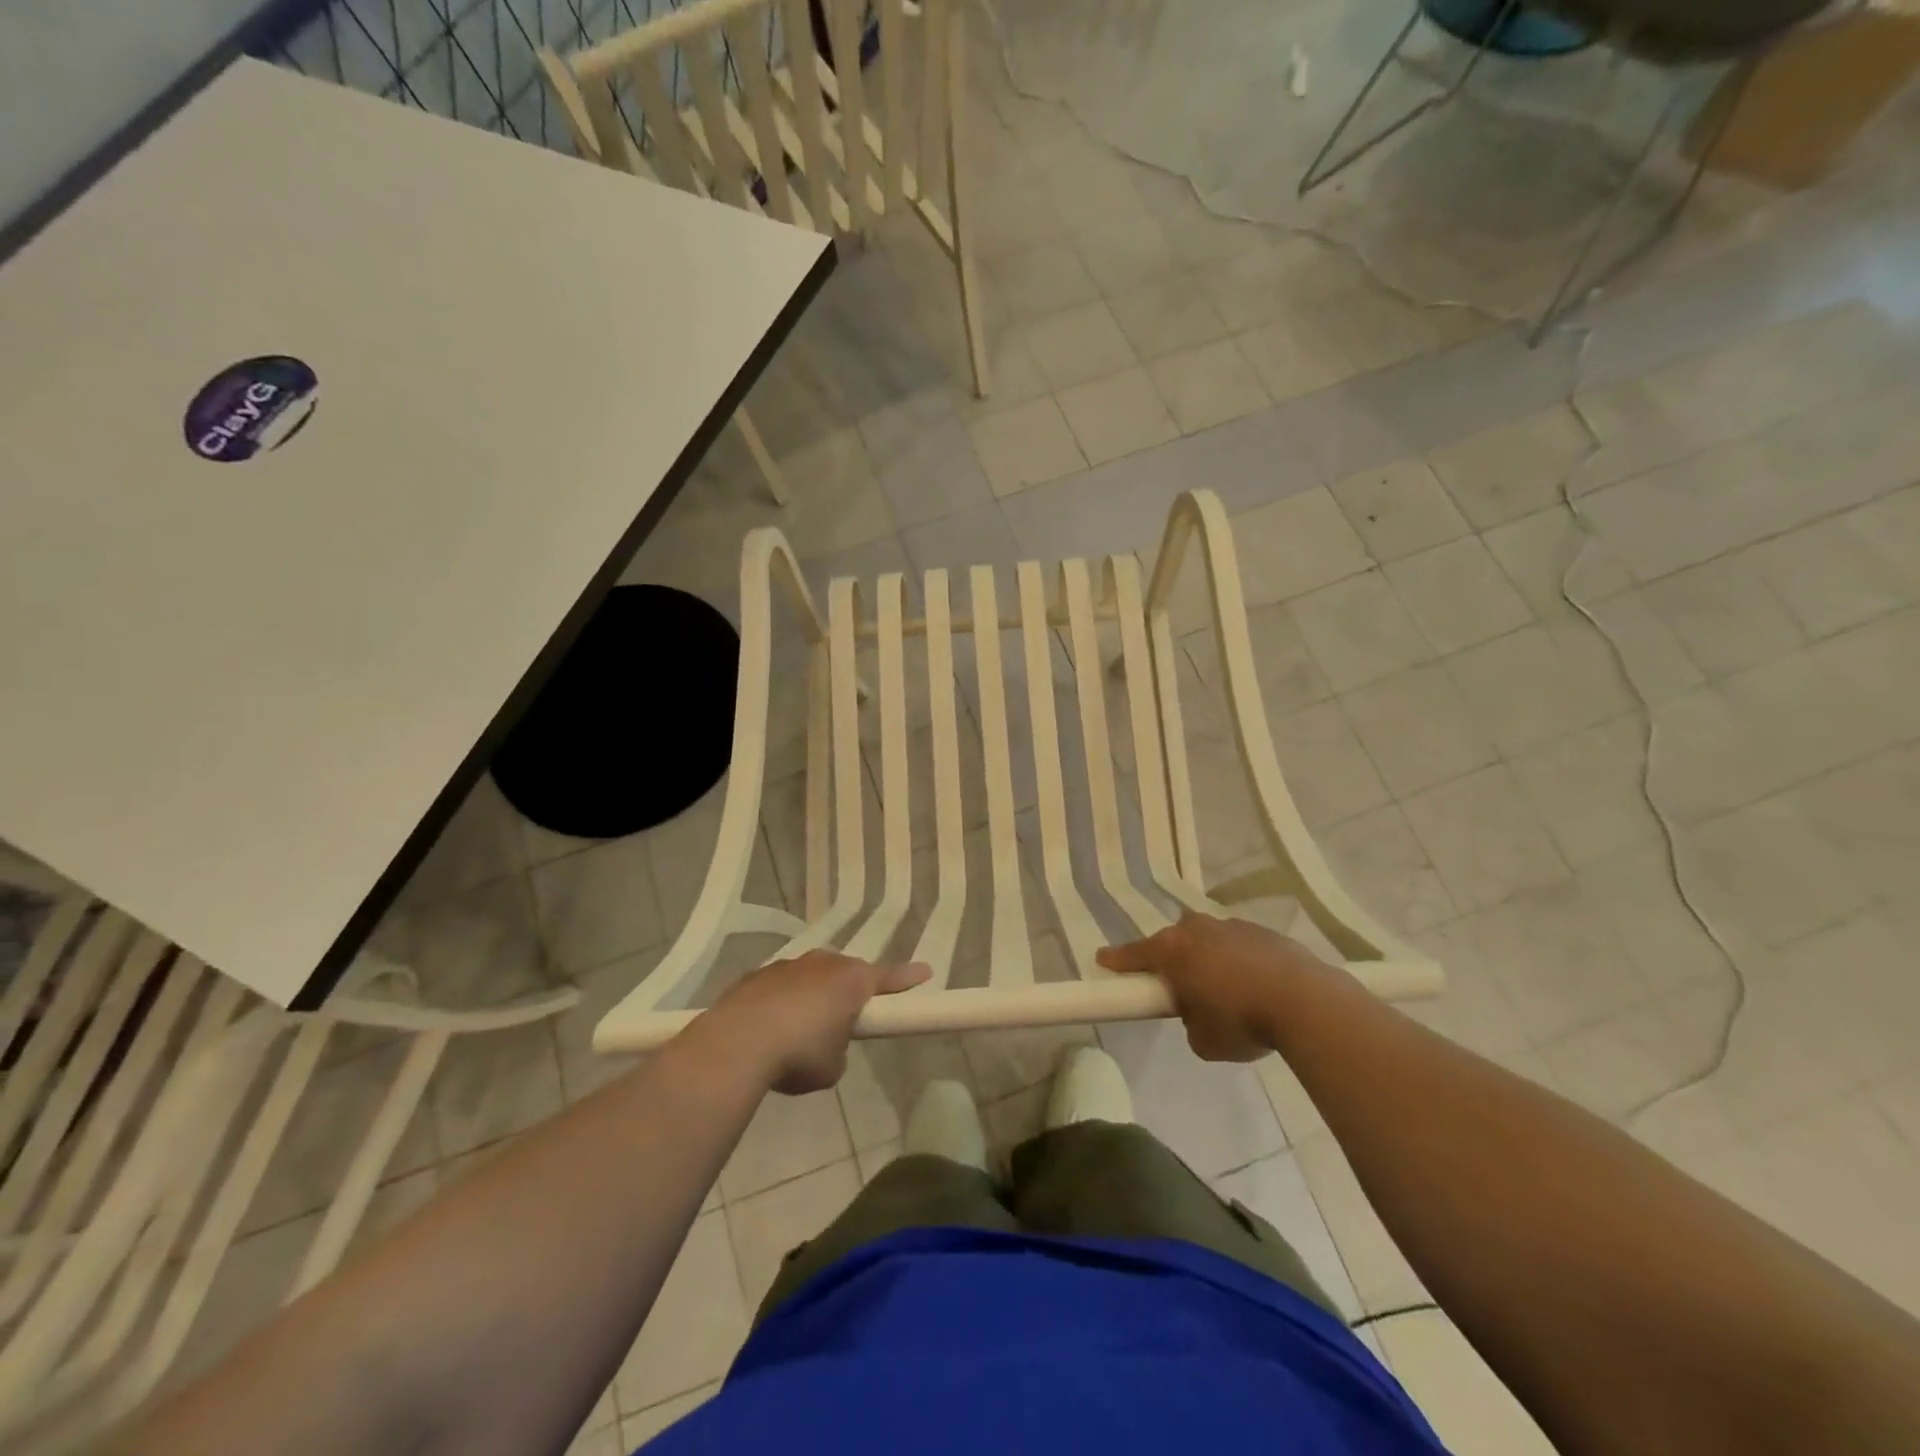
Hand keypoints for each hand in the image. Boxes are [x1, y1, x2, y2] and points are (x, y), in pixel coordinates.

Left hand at [702, 950, 929, 1093]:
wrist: (737, 1044)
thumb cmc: (798, 1054)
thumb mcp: (832, 1067)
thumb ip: (838, 1050)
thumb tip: (827, 1046)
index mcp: (851, 981)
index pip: (889, 978)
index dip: (908, 978)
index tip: (926, 971)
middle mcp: (822, 964)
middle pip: (845, 972)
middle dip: (848, 989)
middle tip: (846, 1015)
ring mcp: (787, 966)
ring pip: (809, 975)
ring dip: (811, 994)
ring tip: (800, 1027)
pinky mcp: (755, 976)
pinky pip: (778, 986)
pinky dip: (780, 1002)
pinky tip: (768, 1027)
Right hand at [1096, 913, 1335, 1061]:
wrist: (1306, 1001)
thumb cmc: (1242, 1021)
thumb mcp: (1203, 1040)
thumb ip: (1190, 1022)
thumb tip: (1199, 1013)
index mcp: (1173, 950)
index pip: (1134, 954)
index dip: (1117, 960)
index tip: (1103, 959)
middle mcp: (1197, 929)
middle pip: (1173, 941)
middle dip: (1172, 960)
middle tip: (1179, 987)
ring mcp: (1231, 925)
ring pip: (1208, 940)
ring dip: (1208, 959)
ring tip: (1225, 991)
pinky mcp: (1263, 931)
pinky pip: (1239, 945)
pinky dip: (1239, 961)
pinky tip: (1255, 986)